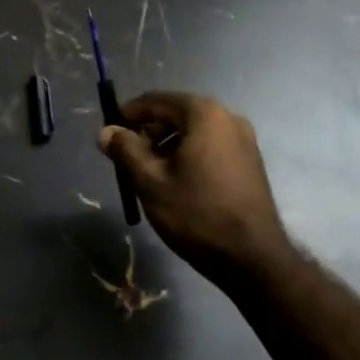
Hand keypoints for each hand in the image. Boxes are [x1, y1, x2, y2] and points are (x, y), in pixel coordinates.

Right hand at [98, 92, 290, 282]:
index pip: (156, 100)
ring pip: (194, 132)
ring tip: (150, 175)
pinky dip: (189, 155)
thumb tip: (106, 131)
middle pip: (177, 114)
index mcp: (204, 114)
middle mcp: (228, 117)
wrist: (253, 258)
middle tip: (128, 159)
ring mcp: (244, 139)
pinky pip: (211, 146)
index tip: (110, 133)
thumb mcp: (151, 182)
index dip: (129, 114)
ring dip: (168, 146)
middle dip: (149, 132)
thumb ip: (125, 151)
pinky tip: (177, 183)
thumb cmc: (197, 214)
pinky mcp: (251, 161)